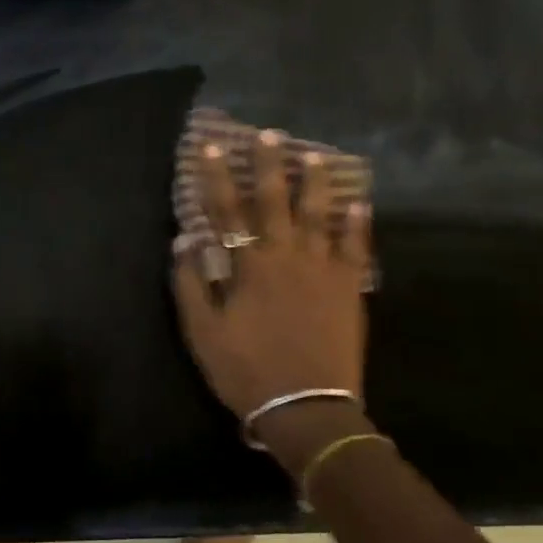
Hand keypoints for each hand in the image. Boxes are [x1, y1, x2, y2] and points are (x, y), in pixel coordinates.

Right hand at [172, 131, 375, 461]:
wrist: (307, 408)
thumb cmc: (247, 369)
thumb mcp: (203, 332)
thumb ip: (190, 284)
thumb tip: (182, 241)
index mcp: (249, 266)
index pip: (227, 210)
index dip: (216, 176)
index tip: (210, 147)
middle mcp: (287, 256)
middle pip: (276, 201)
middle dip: (269, 165)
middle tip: (270, 133)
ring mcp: (323, 270)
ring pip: (319, 215)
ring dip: (315, 183)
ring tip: (316, 155)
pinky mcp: (349, 289)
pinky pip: (355, 248)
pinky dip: (357, 223)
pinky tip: (360, 201)